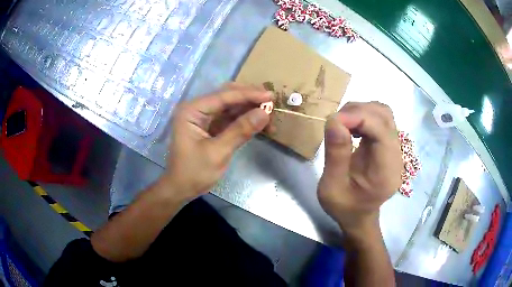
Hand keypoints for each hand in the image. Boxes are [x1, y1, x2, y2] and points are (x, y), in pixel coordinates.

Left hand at [165, 83, 270, 199]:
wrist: (181, 188)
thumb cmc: (194, 172)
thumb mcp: (218, 152)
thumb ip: (240, 131)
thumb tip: (265, 113)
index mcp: (192, 110)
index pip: (224, 96)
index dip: (248, 95)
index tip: (271, 96)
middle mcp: (197, 108)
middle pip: (227, 96)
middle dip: (250, 98)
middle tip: (272, 102)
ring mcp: (204, 117)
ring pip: (231, 106)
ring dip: (249, 109)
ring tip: (270, 114)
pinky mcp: (210, 126)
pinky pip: (230, 118)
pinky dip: (245, 119)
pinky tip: (259, 123)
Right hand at [318, 102, 402, 238]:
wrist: (359, 216)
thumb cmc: (345, 207)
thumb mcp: (332, 187)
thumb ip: (336, 154)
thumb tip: (334, 120)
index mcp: (386, 171)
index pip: (382, 130)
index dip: (359, 117)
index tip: (333, 121)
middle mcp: (395, 155)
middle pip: (385, 116)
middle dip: (359, 111)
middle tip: (335, 122)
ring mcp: (394, 149)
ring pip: (383, 114)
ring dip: (361, 111)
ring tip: (342, 123)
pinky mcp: (387, 145)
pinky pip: (379, 120)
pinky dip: (363, 116)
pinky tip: (351, 127)